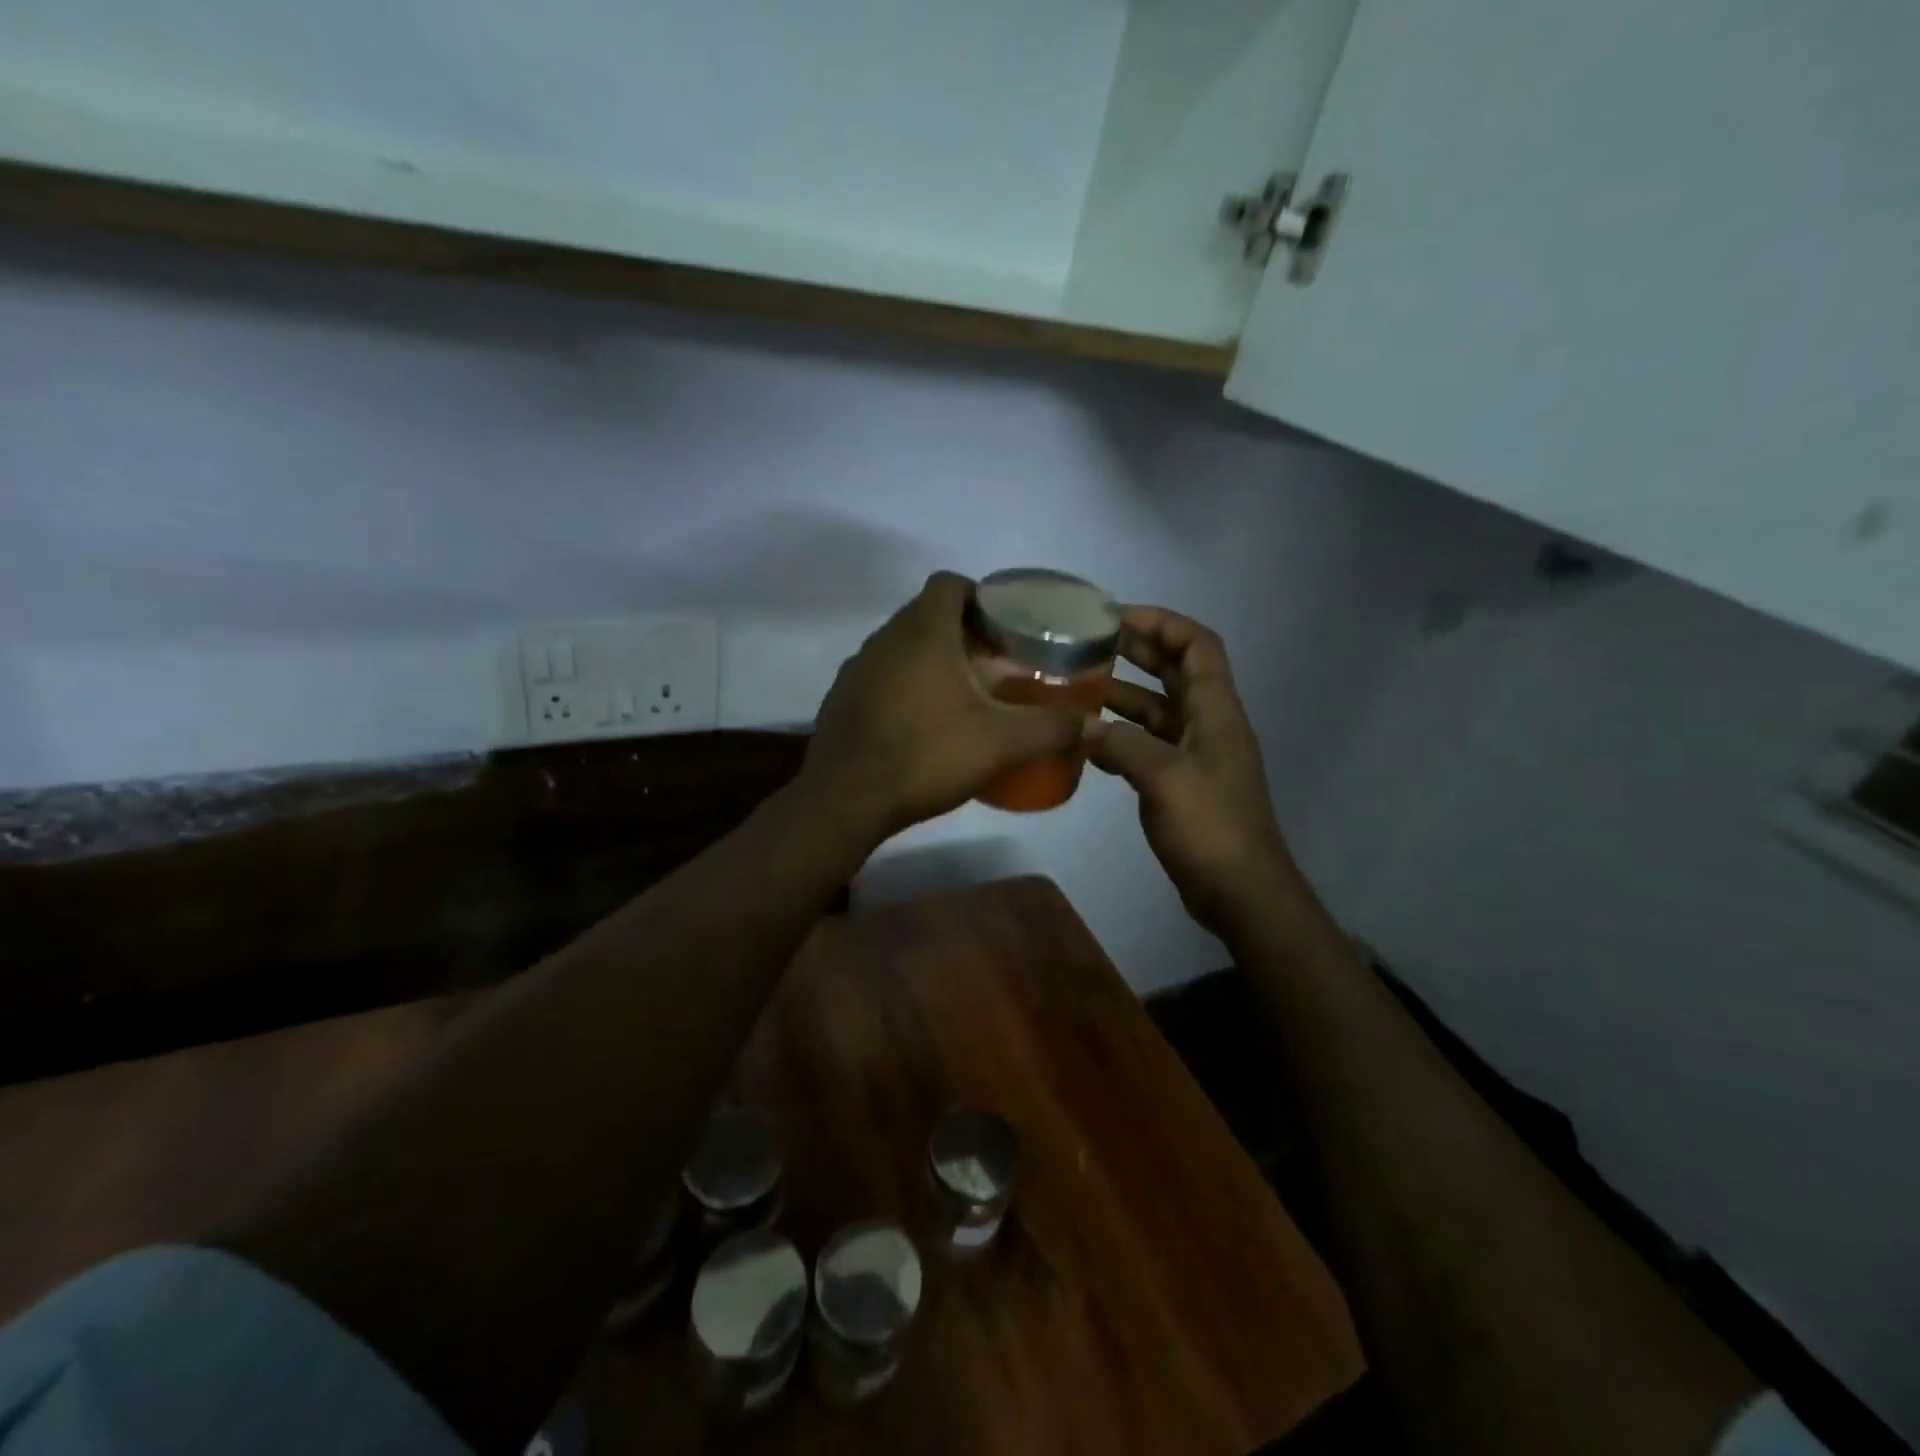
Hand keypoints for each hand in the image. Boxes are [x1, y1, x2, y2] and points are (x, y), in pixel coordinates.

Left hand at [804, 573, 1082, 836]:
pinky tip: (921, 721)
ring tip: (961, 691)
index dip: (978, 593)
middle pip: (925, 613)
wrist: (845, 799)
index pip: (948, 582)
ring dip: (930, 657)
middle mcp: (884, 639)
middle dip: (960, 629)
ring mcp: (856, 668)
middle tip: (992, 660)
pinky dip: (903, 683)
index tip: (1002, 623)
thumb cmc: (925, 755)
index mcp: (923, 632)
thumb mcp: (1000, 744)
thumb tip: (1094, 725)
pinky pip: (879, 674)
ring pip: (900, 644)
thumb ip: (1050, 729)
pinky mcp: (841, 697)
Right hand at [1085, 607, 1298, 936]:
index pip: (1196, 646)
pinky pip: (1148, 745)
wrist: (1239, 890)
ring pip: (1158, 709)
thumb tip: (1081, 726)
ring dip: (1124, 693)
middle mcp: (1208, 724)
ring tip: (1078, 686)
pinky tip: (1087, 739)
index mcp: (1215, 711)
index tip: (1117, 616)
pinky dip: (1120, 735)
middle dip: (1138, 651)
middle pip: (1175, 672)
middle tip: (1090, 643)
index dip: (1162, 623)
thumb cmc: (1210, 826)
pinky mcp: (1180, 783)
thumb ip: (1121, 744)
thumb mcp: (1163, 777)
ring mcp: (1195, 755)